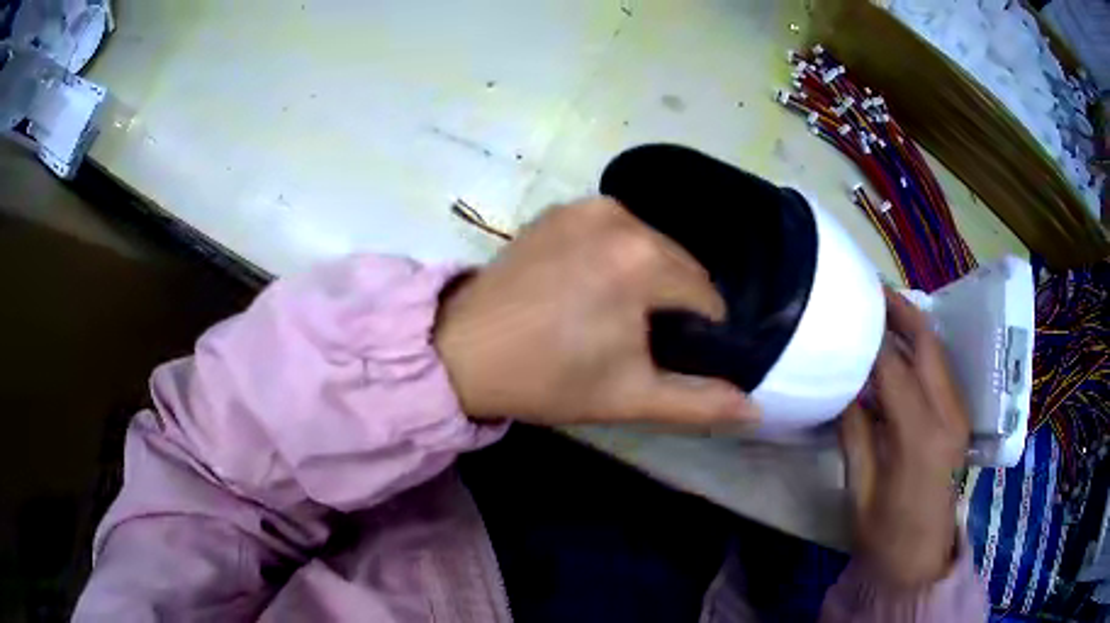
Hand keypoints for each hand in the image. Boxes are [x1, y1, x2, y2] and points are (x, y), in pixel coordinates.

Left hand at [434, 197, 756, 427]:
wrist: (464, 351)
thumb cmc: (548, 379)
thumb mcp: (631, 398)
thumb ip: (700, 403)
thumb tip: (757, 410)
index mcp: (645, 261)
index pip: (707, 298)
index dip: (700, 334)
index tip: (671, 357)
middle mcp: (623, 218)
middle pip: (681, 267)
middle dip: (674, 303)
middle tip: (639, 340)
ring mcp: (588, 207)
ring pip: (651, 246)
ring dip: (648, 278)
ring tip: (612, 314)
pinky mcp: (562, 208)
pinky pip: (615, 231)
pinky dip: (617, 256)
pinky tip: (589, 285)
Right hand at [840, 288, 970, 587]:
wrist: (921, 562)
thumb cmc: (884, 536)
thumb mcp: (859, 490)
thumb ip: (855, 432)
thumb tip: (846, 385)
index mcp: (920, 437)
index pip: (894, 368)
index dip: (869, 338)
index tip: (846, 314)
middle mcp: (948, 415)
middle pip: (927, 344)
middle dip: (900, 310)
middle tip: (869, 290)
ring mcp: (958, 415)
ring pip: (937, 353)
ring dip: (912, 326)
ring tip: (880, 311)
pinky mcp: (959, 420)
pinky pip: (940, 371)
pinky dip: (920, 351)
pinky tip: (899, 348)